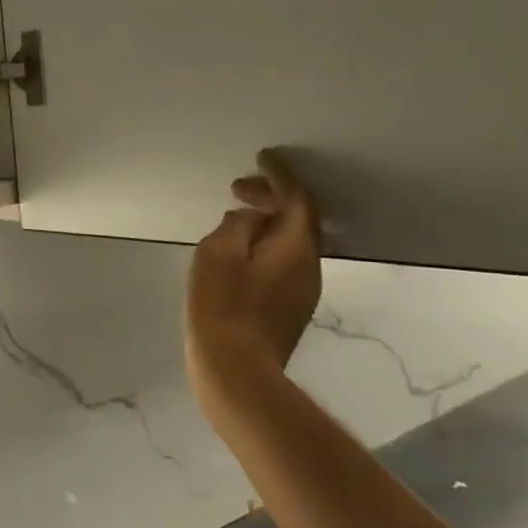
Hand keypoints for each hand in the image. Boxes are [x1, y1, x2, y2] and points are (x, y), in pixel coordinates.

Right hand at [185, 149, 322, 389]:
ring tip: (234, 216)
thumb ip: (238, 226)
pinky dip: (264, 245)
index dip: (280, 175)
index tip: (263, 157)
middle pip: (298, 220)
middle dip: (271, 198)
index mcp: (295, 247)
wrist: (235, 370)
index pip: (296, 199)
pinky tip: (238, 252)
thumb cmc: (223, 306)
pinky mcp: (288, 309)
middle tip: (237, 188)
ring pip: (290, 242)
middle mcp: (308, 266)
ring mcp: (302, 291)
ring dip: (267, 223)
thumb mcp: (218, 253)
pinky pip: (281, 261)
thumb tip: (251, 218)